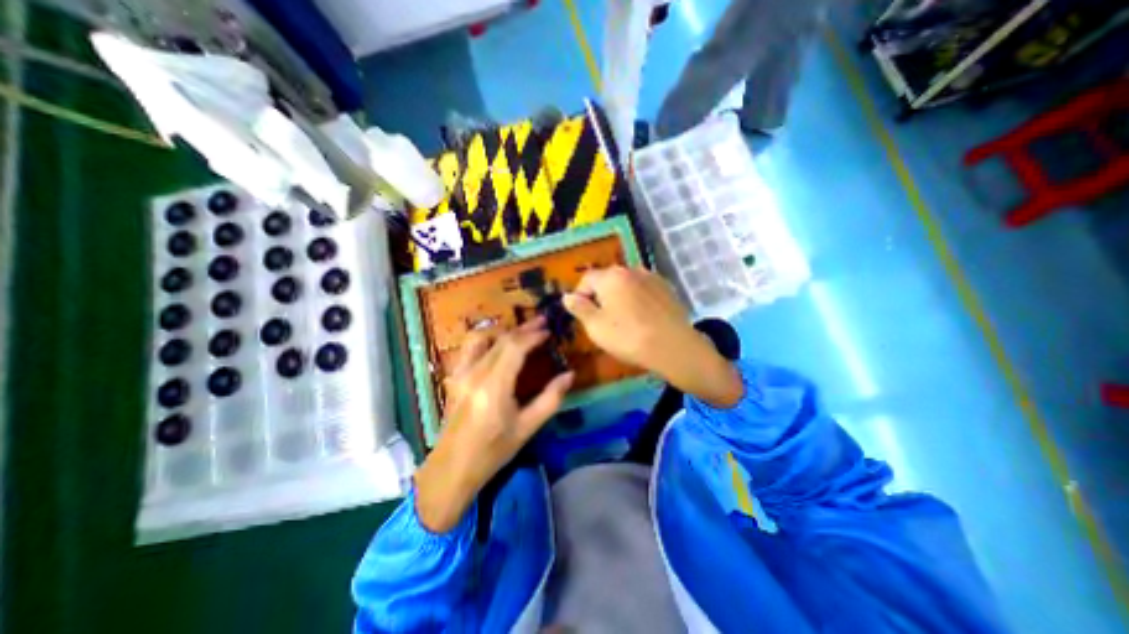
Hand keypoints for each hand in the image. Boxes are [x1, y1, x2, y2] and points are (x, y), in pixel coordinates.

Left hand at [413, 316, 573, 535]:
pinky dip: (487, 339)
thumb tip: (570, 375)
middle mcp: (475, 373)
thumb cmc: (493, 450)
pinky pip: (470, 347)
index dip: (533, 335)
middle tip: (542, 323)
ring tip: (520, 331)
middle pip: (500, 339)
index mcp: (494, 386)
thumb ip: (550, 398)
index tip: (549, 331)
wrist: (453, 467)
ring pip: (481, 337)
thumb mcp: (527, 427)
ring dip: (503, 330)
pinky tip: (497, 344)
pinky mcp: (455, 376)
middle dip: (523, 328)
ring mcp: (461, 372)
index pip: (514, 347)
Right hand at [563, 265, 742, 405]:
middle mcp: (631, 270)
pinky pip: (643, 289)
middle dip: (600, 295)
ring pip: (626, 284)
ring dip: (619, 296)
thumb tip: (567, 296)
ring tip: (623, 319)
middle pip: (607, 279)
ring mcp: (651, 277)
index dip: (580, 295)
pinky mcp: (666, 288)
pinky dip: (637, 298)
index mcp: (610, 277)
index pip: (586, 279)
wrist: (673, 347)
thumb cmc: (628, 337)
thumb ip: (579, 308)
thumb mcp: (596, 326)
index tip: (582, 314)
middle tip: (602, 319)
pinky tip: (642, 317)